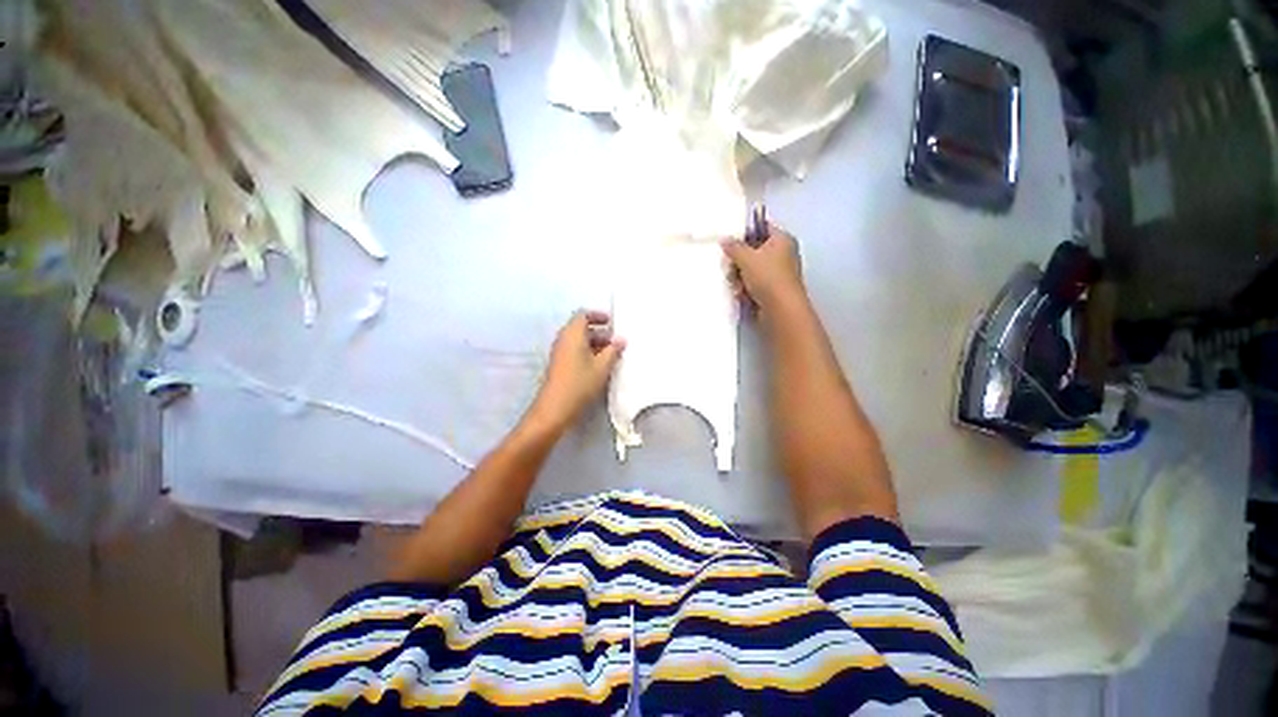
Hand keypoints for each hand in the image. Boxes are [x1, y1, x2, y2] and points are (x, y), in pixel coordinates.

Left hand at [528, 310, 625, 430]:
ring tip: (612, 354)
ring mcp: (560, 352)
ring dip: (595, 343)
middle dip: (599, 331)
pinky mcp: (560, 364)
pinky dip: (588, 352)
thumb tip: (621, 339)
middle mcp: (564, 339)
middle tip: (616, 341)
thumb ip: (613, 350)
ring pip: (578, 340)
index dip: (597, 315)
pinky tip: (600, 365)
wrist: (555, 408)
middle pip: (581, 327)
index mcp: (573, 334)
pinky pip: (575, 351)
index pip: (583, 314)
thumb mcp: (602, 366)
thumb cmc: (580, 383)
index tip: (612, 322)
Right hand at [721, 224, 805, 311]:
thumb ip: (733, 247)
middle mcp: (783, 254)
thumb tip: (725, 240)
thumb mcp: (746, 257)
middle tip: (730, 266)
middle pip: (754, 250)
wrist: (781, 309)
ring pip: (751, 268)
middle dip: (739, 260)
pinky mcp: (772, 289)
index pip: (762, 227)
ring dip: (739, 276)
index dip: (745, 231)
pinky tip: (740, 293)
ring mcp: (778, 273)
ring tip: (735, 284)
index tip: (730, 239)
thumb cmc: (767, 277)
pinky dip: (746, 287)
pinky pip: (754, 283)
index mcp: (782, 239)